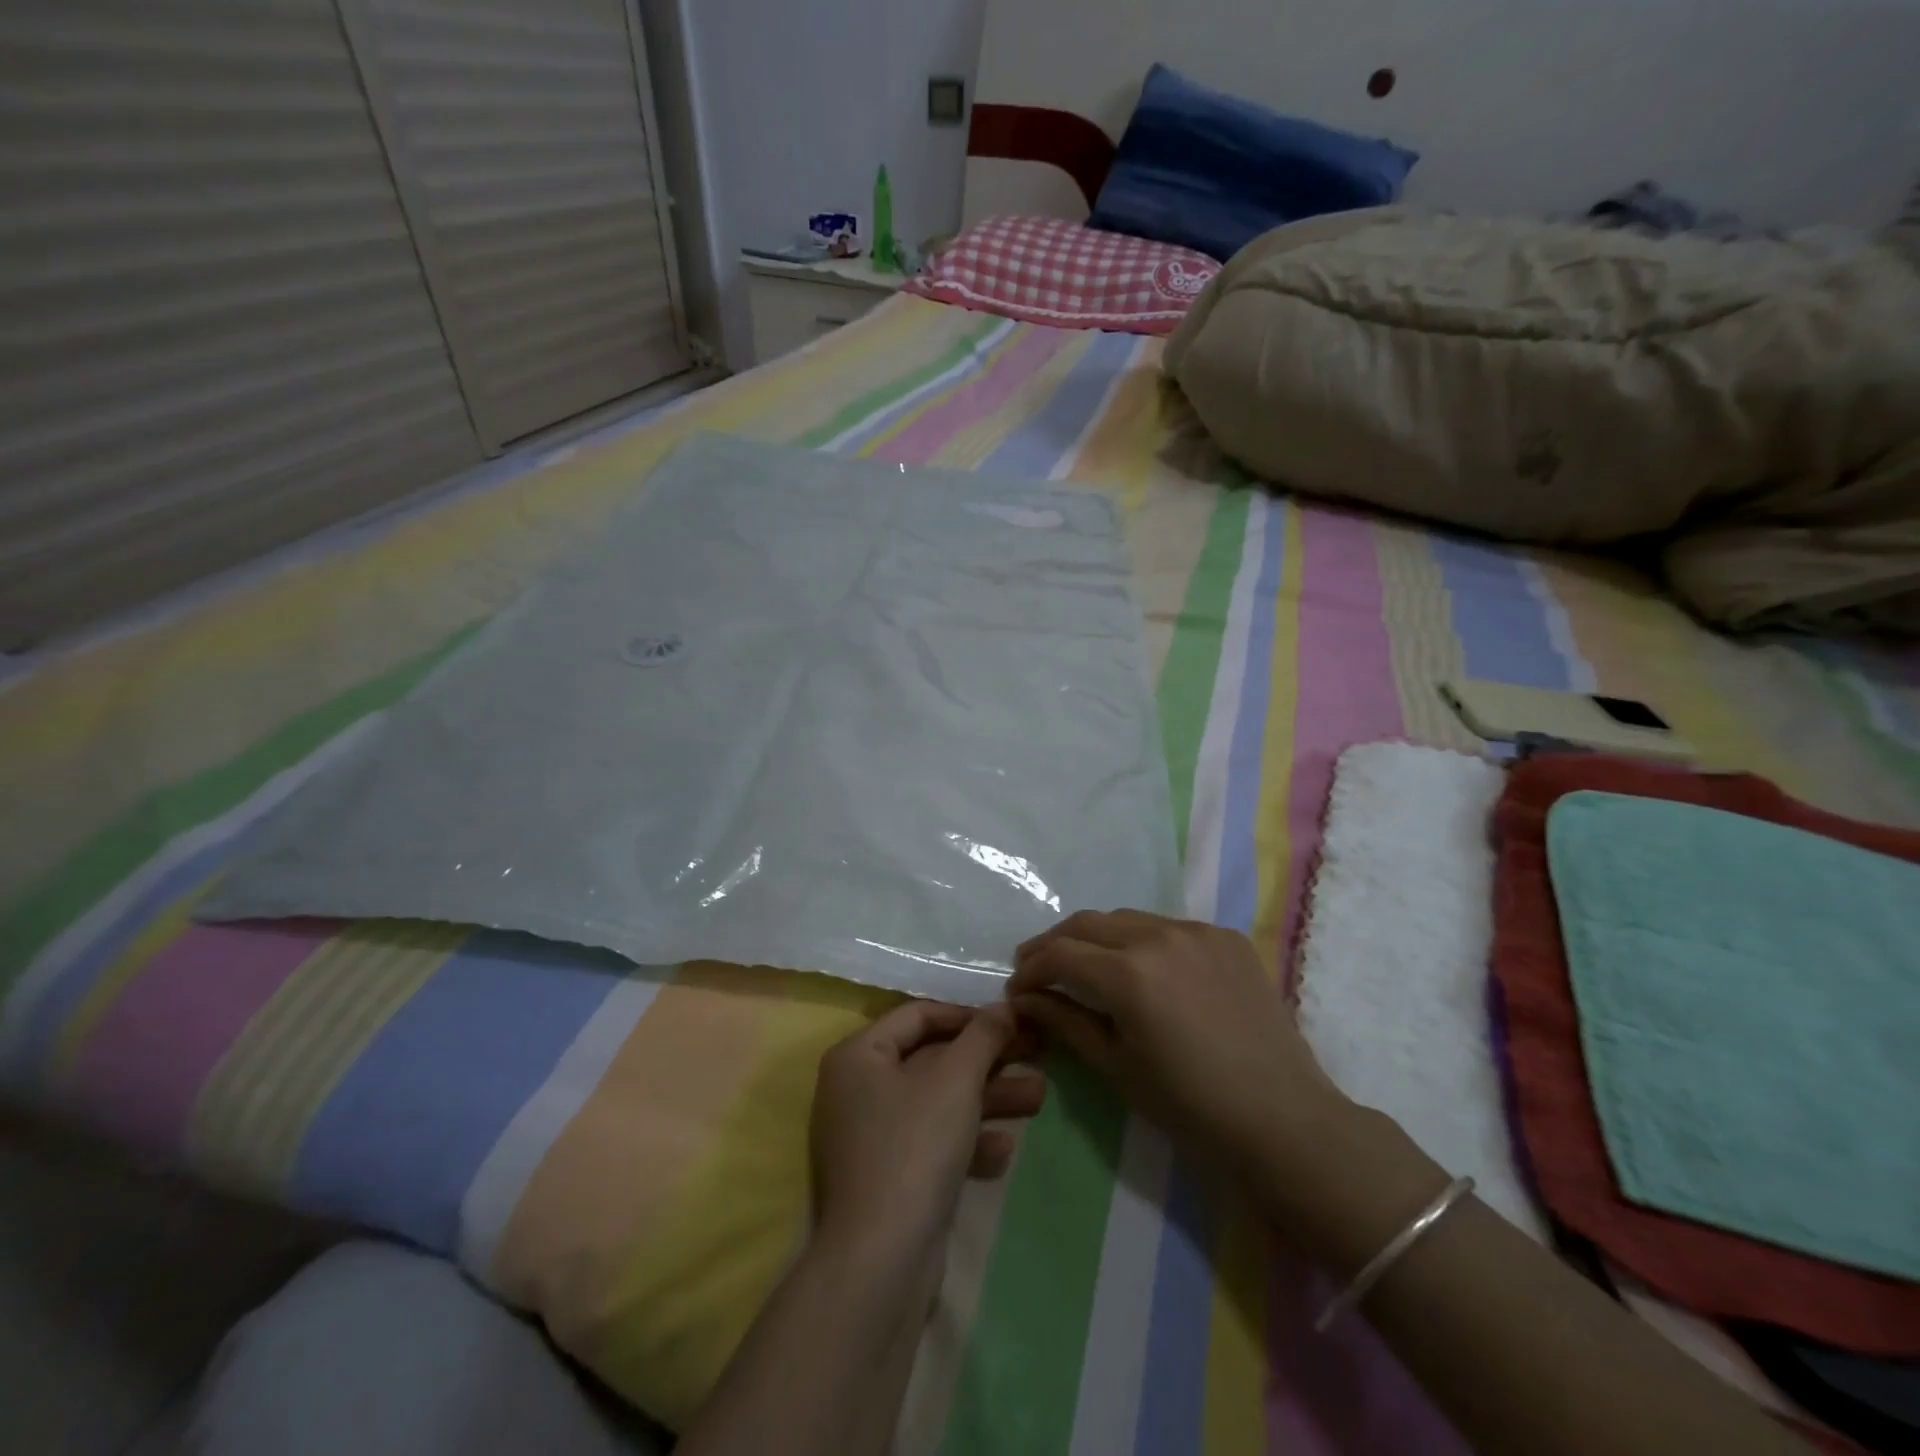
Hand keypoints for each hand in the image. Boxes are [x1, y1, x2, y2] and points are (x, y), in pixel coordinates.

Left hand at [810, 1001, 1045, 1256]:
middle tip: (1036, 1054)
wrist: (882, 1259)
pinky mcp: (889, 1178)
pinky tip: (1004, 1149)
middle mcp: (858, 1089)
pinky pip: (932, 1143)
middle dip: (988, 1060)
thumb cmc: (915, 1145)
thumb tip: (1004, 1006)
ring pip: (939, 1103)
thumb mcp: (956, 1078)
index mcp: (859, 1055)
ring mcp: (871, 1137)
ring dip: (988, 1099)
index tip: (1011, 1021)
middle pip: (933, 1060)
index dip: (968, 1015)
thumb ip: (983, 1035)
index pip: (919, 1015)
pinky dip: (967, 1141)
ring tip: (1038, 1097)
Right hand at [1007, 910, 1342, 1181]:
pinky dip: (1143, 941)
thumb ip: (1065, 1022)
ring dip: (1097, 937)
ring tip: (1086, 964)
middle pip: (1088, 924)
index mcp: (1128, 972)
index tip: (1017, 989)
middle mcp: (1159, 936)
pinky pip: (1169, 928)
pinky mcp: (1226, 938)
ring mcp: (1197, 931)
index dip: (1030, 969)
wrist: (1282, 1117)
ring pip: (1128, 919)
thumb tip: (1024, 999)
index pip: (1060, 954)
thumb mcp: (1116, 1065)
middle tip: (1038, 968)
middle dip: (1055, 943)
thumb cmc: (1189, 1104)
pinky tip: (1144, 968)